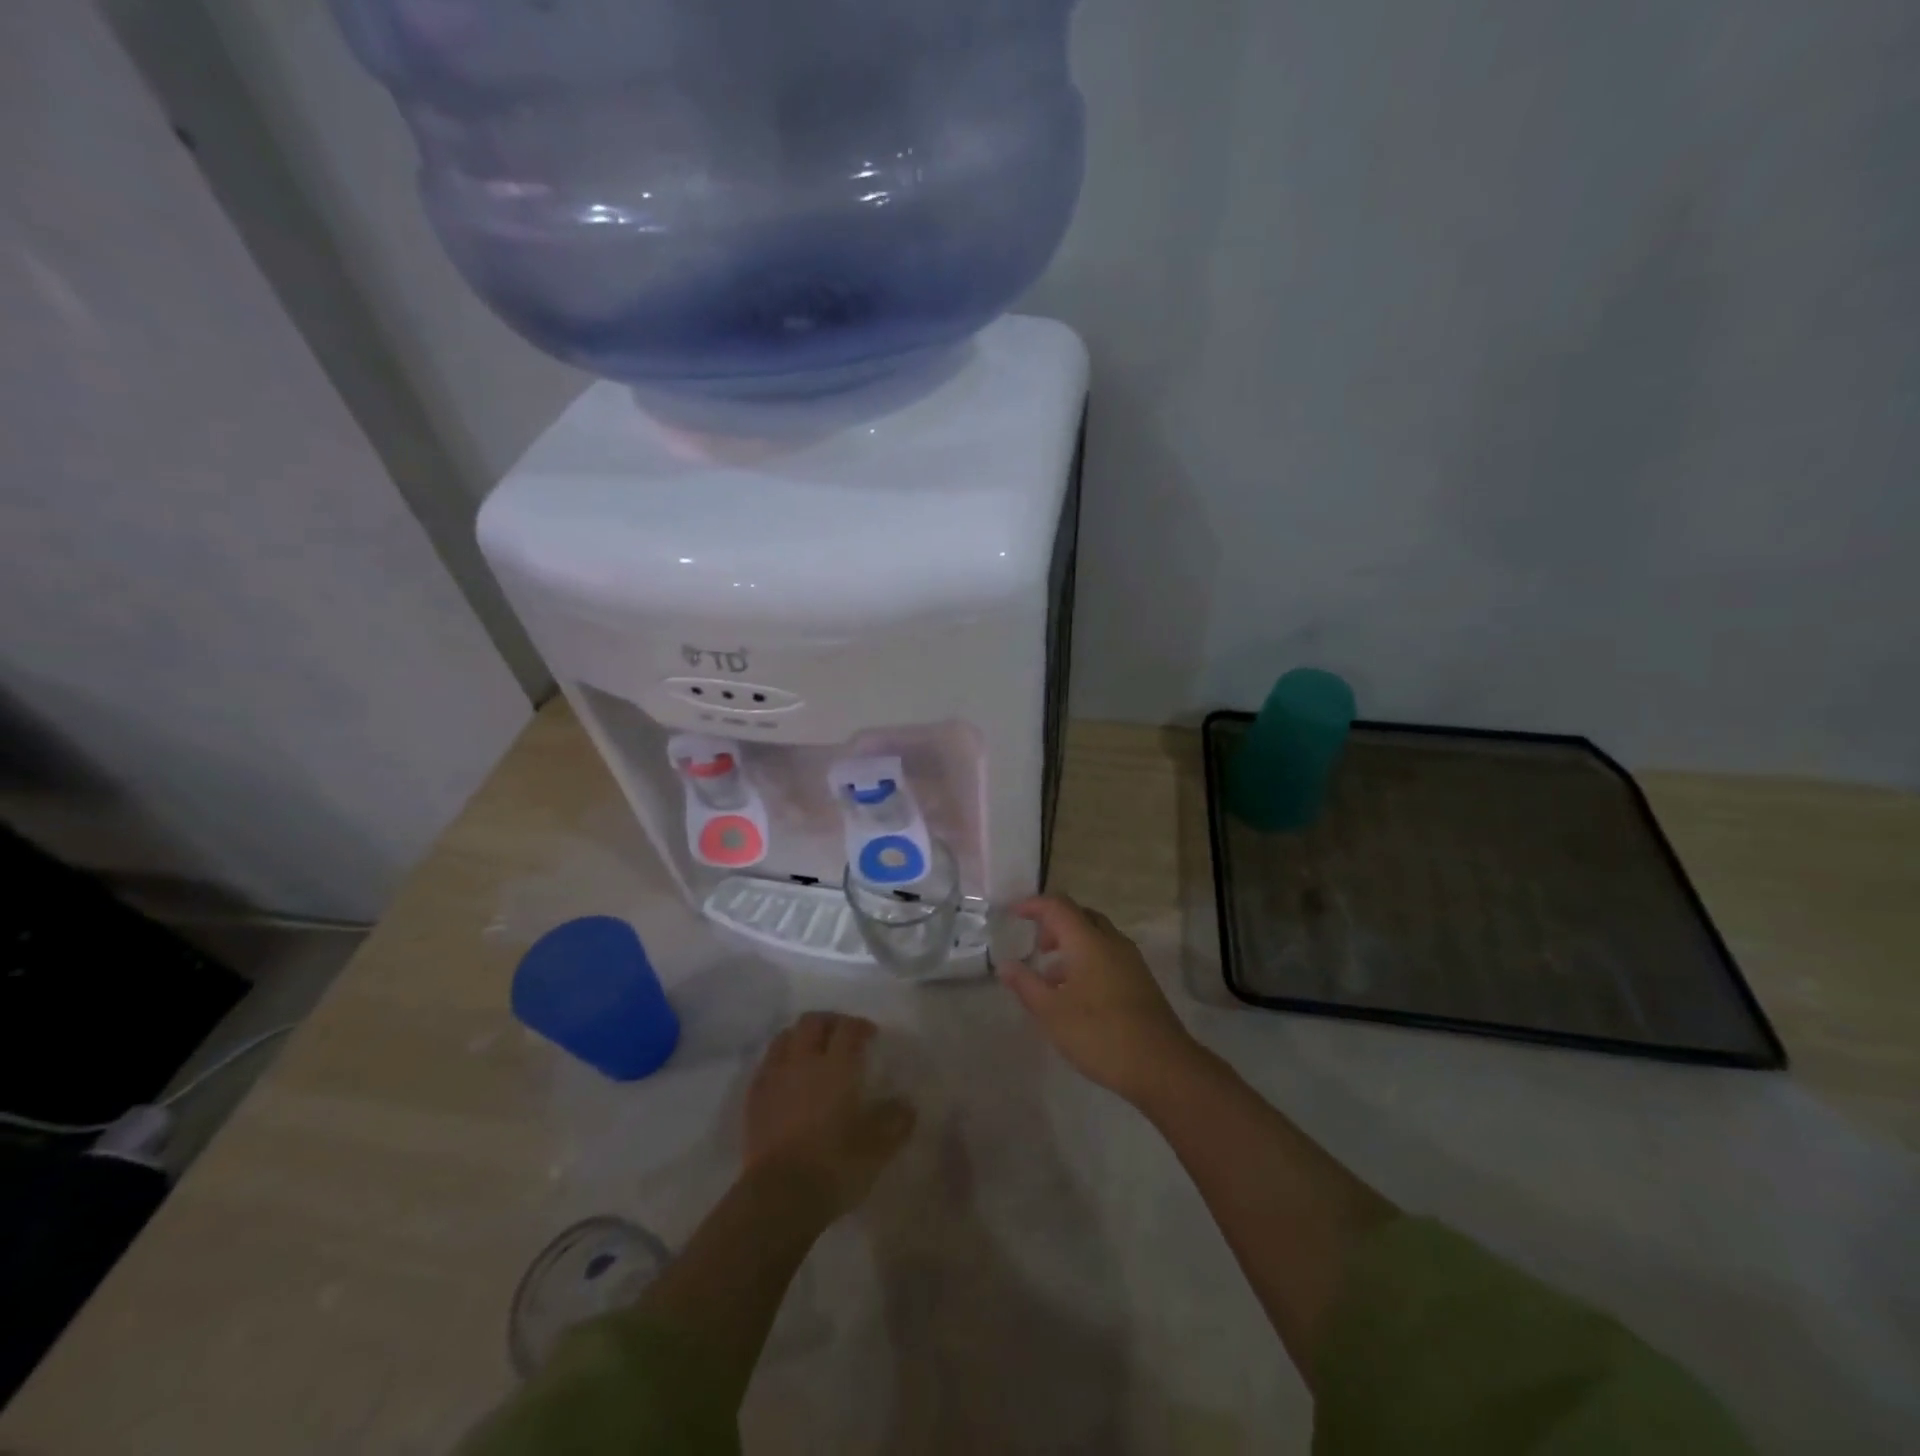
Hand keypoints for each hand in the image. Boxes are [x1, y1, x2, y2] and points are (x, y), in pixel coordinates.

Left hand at [744, 1012, 915, 1219]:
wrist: (778, 1197)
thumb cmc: (833, 1165)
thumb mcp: (878, 1148)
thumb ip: (896, 1121)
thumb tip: (905, 1105)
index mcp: (836, 1066)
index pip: (848, 1028)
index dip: (861, 1026)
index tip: (871, 1036)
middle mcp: (803, 1061)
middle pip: (812, 1022)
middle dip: (829, 1022)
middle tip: (842, 1036)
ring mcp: (774, 1078)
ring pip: (784, 1037)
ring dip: (801, 1037)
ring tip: (812, 1052)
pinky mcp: (754, 1099)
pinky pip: (767, 1064)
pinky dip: (780, 1060)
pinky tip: (788, 1078)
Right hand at [998, 895, 1202, 1103]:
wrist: (1162, 1066)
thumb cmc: (1100, 1034)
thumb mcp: (1052, 1013)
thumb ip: (1026, 985)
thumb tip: (1005, 965)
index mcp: (1089, 941)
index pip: (1059, 906)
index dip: (1034, 905)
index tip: (1014, 913)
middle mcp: (1112, 942)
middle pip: (1081, 916)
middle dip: (1055, 924)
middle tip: (1037, 945)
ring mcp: (1131, 961)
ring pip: (1097, 937)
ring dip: (1072, 945)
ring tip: (1051, 976)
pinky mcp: (1141, 981)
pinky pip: (1108, 955)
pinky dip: (1087, 960)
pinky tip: (1077, 994)